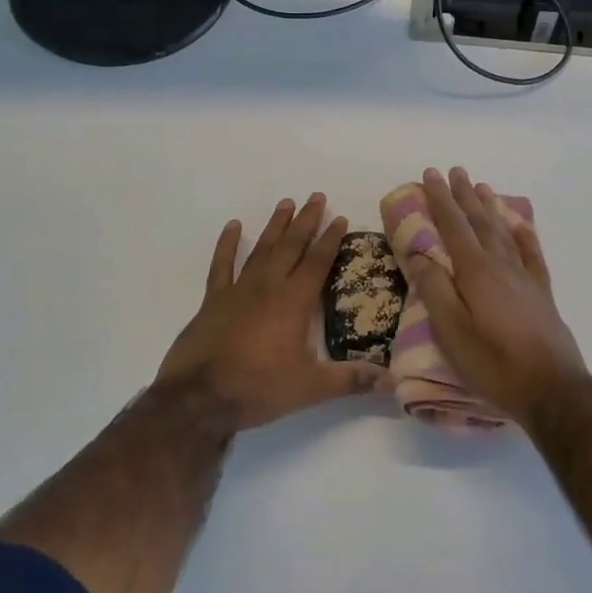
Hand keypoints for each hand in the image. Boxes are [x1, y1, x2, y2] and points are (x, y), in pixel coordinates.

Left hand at [156, 194, 390, 430]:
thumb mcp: (310, 388)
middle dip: (306, 220)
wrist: (200, 396)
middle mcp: (268, 286)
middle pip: (291, 245)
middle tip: (316, 196)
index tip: (340, 218)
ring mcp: (238, 290)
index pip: (318, 261)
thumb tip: (391, 381)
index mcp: (294, 301)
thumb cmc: (258, 387)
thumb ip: (350, 380)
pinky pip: (221, 265)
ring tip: (286, 203)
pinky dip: (227, 244)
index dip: (331, 239)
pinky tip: (232, 226)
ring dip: (275, 226)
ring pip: (261, 249)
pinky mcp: (213, 300)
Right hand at [400, 168, 587, 422]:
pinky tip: (519, 225)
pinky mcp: (541, 293)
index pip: (453, 226)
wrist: (551, 388)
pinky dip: (523, 235)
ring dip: (489, 208)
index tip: (431, 174)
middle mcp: (500, 265)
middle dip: (463, 195)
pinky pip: (531, 253)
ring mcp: (524, 277)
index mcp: (475, 271)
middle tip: (455, 171)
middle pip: (478, 221)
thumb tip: (419, 253)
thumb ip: (435, 289)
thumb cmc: (493, 362)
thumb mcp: (451, 331)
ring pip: (503, 232)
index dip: (440, 199)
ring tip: (481, 186)